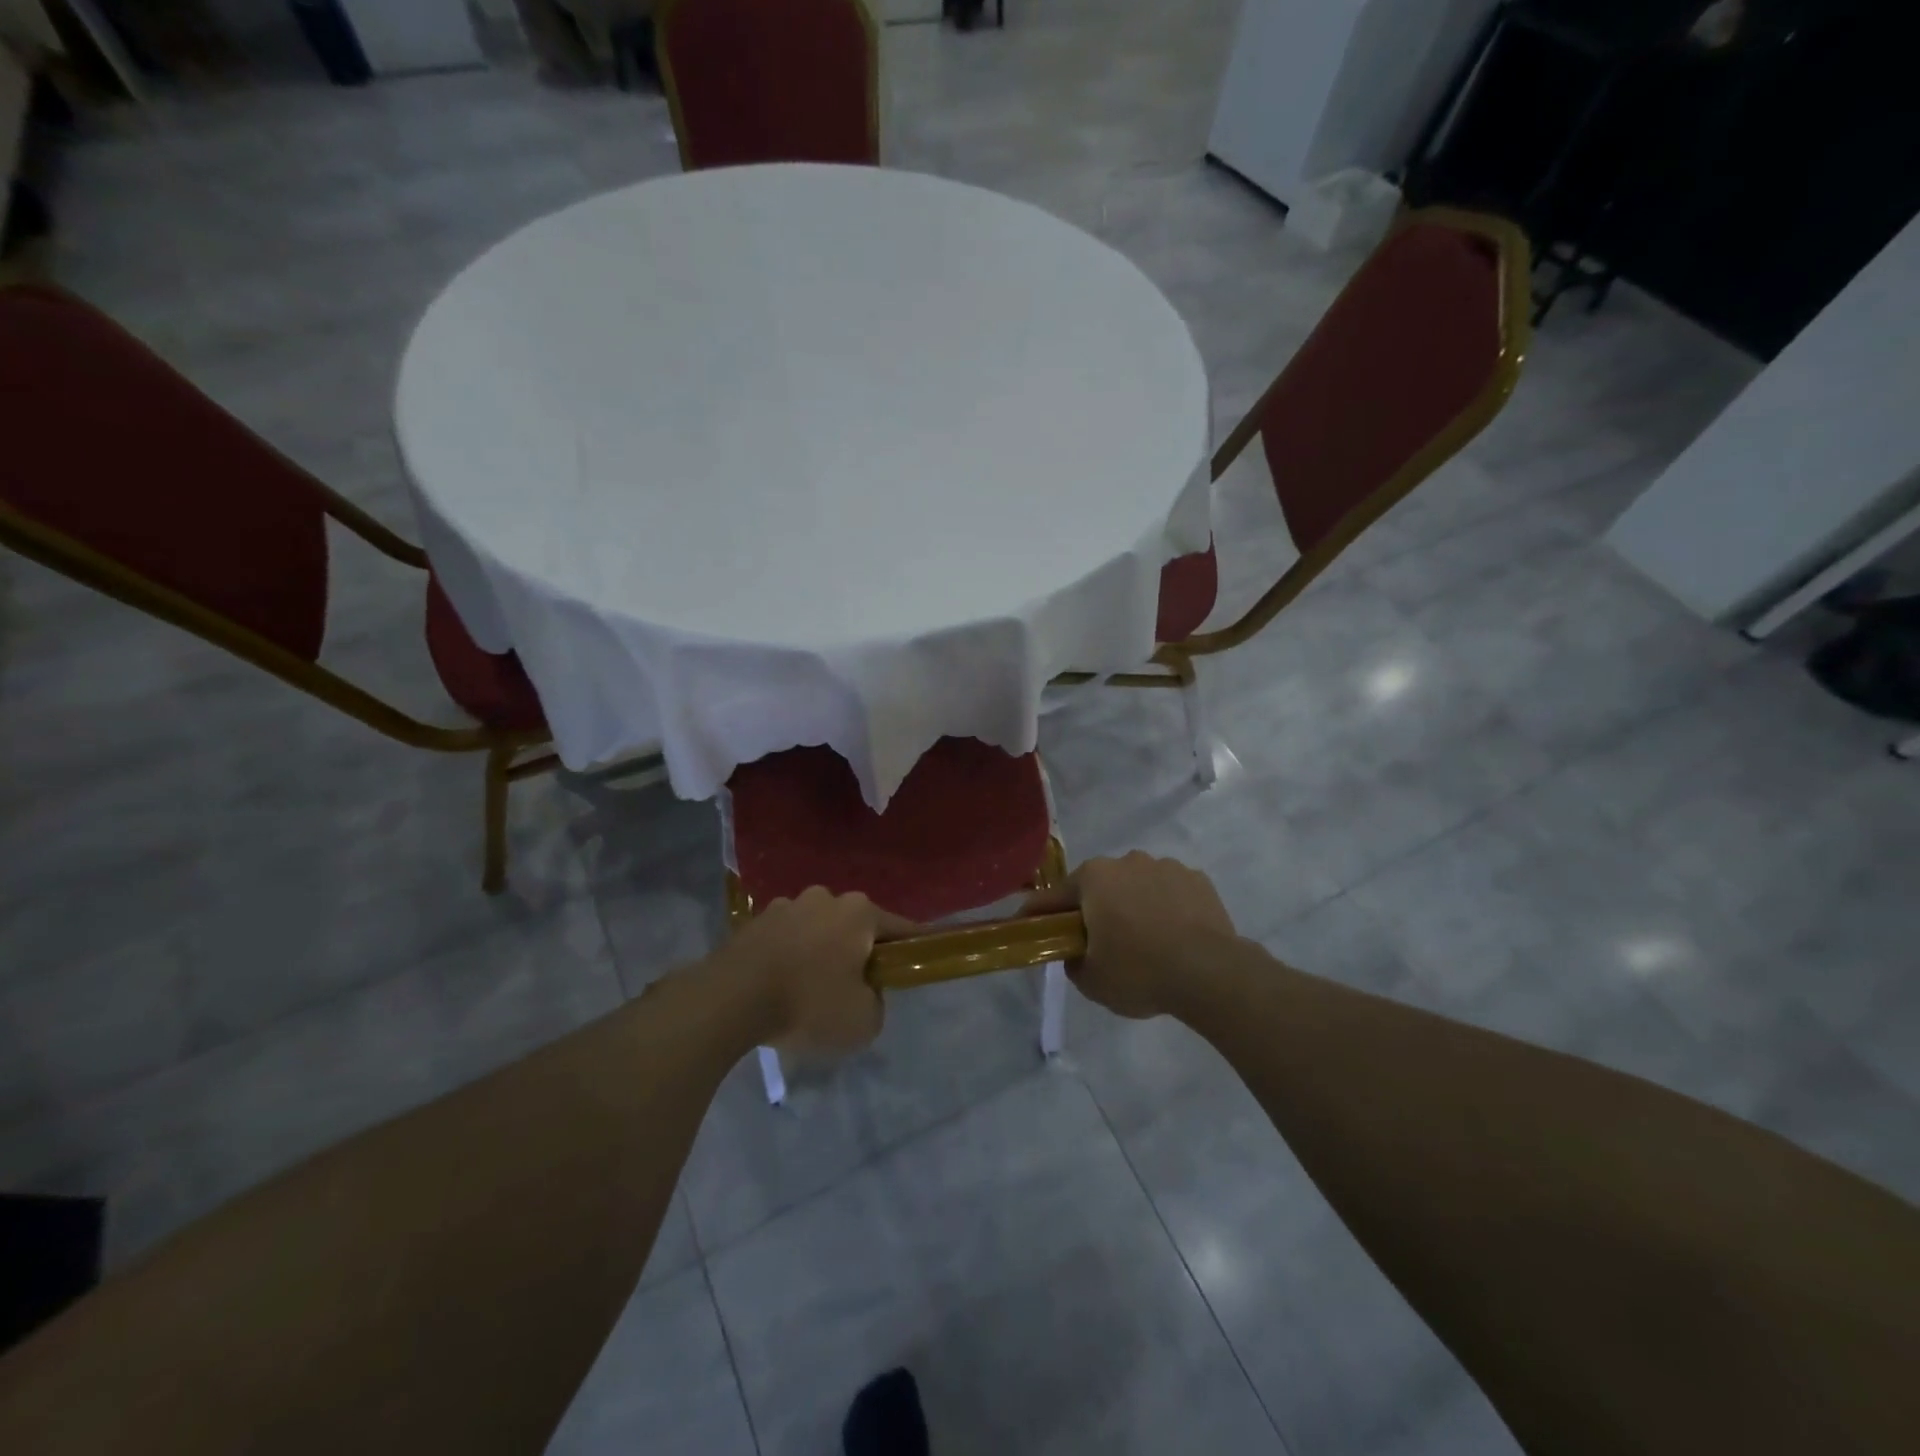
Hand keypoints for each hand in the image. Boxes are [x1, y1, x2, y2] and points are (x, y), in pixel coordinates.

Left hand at [716, 888, 913, 1054]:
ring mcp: (786, 905)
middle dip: (857, 952)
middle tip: (853, 989)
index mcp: (859, 912)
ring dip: (819, 952)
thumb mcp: (863, 1022)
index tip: (913, 965)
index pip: (899, 928)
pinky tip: (779, 987)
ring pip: (816, 930)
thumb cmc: (808, 1004)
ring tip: (808, 991)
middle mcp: (825, 897)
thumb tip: (866, 992)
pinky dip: (788, 957)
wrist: (730, 1000)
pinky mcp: (753, 921)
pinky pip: (784, 939)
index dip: (911, 948)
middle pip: (854, 926)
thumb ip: (877, 1003)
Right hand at [1025, 852, 1237, 1018]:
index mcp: (1094, 877)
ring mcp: (1166, 866)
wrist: (1210, 973)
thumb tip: (1076, 953)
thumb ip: (1072, 962)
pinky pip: (1171, 893)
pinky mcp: (1198, 880)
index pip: (1054, 896)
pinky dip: (1168, 909)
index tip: (1029, 925)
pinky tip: (1175, 937)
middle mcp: (1127, 861)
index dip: (1039, 914)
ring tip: (1146, 942)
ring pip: (1138, 886)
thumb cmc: (1139, 972)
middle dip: (1096, 909)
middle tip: (1100, 943)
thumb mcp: (1091, 981)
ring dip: (1135, 906)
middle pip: (1100, 886)